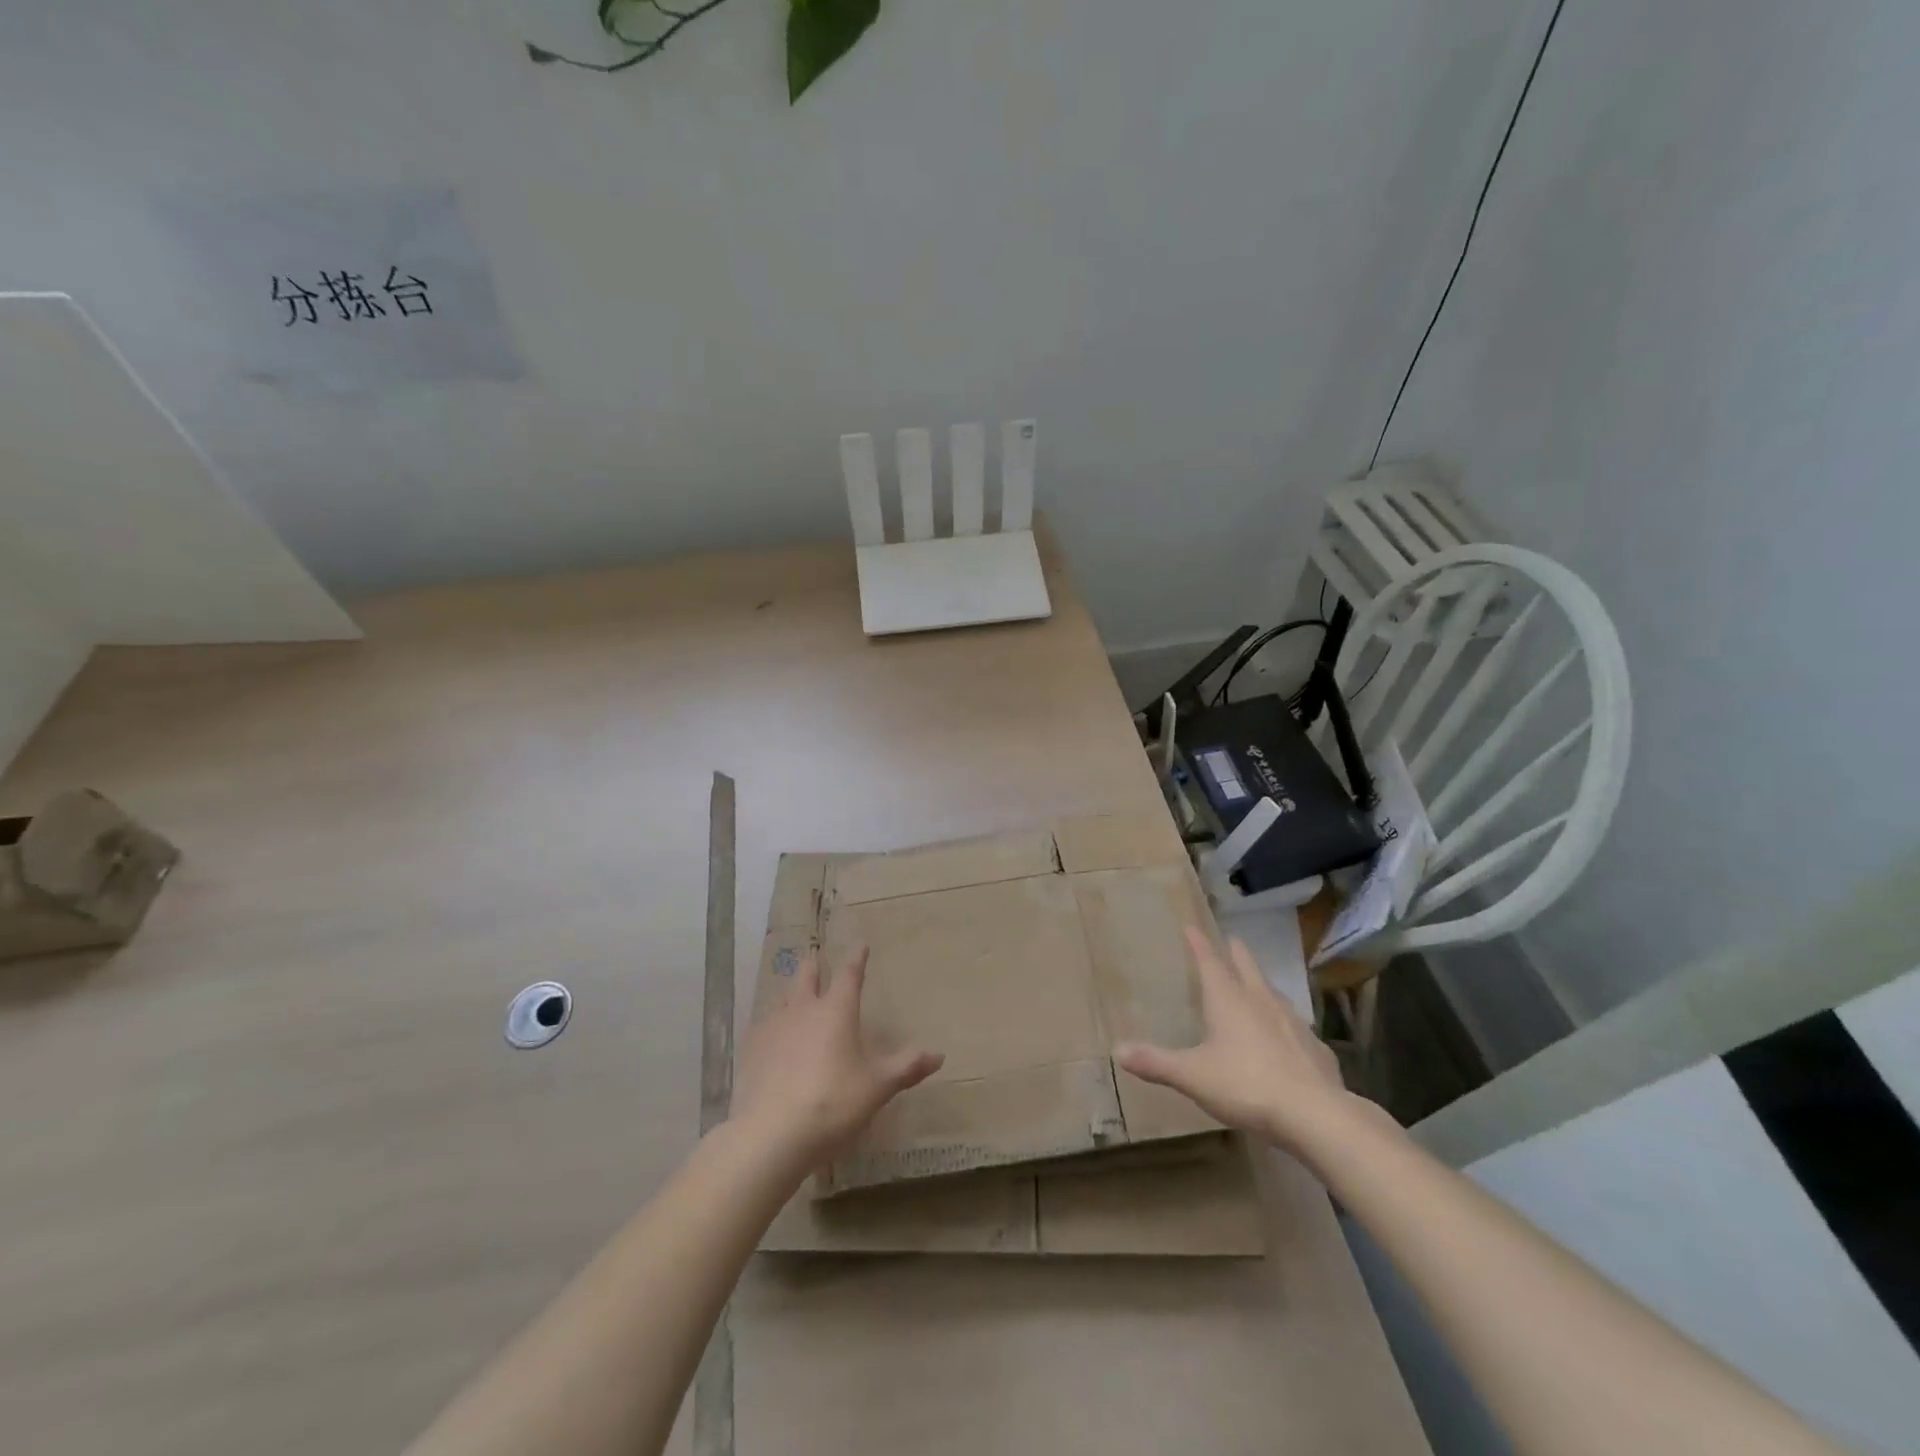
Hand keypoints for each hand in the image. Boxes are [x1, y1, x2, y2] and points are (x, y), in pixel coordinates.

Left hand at [731, 945, 943, 1168]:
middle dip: (814, 965)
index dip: (856, 958)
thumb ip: (907, 1067)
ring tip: (794, 993)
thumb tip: (939, 1055)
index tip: (860, 945)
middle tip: (816, 957)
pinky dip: (772, 1022)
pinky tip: (771, 1035)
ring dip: (791, 992)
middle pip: (806, 976)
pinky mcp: (752, 1051)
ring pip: (783, 998)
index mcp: (836, 1010)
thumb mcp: (878, 1087)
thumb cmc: (833, 1102)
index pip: (849, 975)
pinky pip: (764, 1026)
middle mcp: (803, 1010)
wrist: (772, 1134)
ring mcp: (773, 1028)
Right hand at [1115, 927, 1354, 1154]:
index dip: (1199, 944)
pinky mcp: (1315, 1048)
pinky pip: (1295, 1026)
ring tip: (1256, 983)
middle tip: (1231, 941)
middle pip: (1246, 967)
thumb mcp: (1192, 1076)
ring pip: (1273, 992)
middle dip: (1236, 953)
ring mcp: (1292, 1022)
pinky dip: (1284, 1022)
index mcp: (1228, 1000)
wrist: (1316, 1115)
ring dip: (1261, 983)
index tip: (1192, 927)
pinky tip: (1285, 1037)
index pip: (1209, 961)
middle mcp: (1261, 1001)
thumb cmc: (1246, 1085)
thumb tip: (1117, 1049)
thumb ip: (1156, 1062)